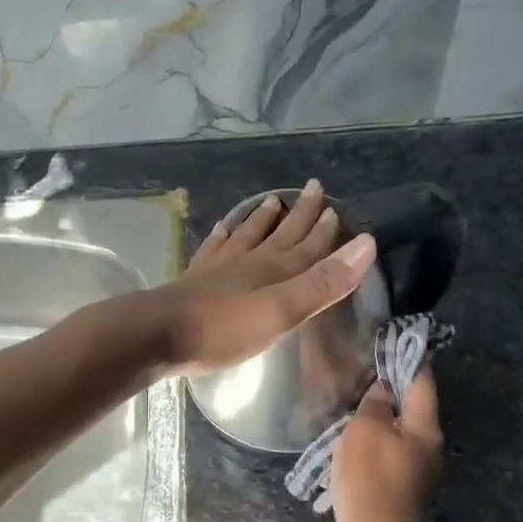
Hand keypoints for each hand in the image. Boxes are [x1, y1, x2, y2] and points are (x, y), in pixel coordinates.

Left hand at [144, 179, 376, 376]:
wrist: (157, 333)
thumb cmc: (223, 328)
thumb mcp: (281, 310)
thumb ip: (321, 282)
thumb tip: (365, 243)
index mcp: (273, 271)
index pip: (307, 246)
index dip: (324, 229)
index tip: (337, 208)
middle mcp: (247, 262)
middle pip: (279, 234)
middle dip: (299, 214)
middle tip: (312, 188)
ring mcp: (217, 269)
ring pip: (246, 236)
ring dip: (261, 220)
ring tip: (272, 201)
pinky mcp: (194, 281)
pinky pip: (213, 250)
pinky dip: (221, 236)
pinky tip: (221, 229)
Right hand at [332, 372, 441, 521]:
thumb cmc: (371, 477)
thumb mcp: (365, 431)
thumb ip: (375, 405)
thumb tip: (384, 390)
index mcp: (425, 427)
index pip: (422, 383)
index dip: (411, 360)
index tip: (400, 341)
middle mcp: (429, 445)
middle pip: (414, 406)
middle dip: (394, 387)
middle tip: (369, 370)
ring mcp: (418, 467)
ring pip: (401, 429)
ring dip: (383, 414)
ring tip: (358, 401)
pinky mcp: (403, 484)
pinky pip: (391, 448)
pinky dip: (378, 436)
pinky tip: (357, 434)